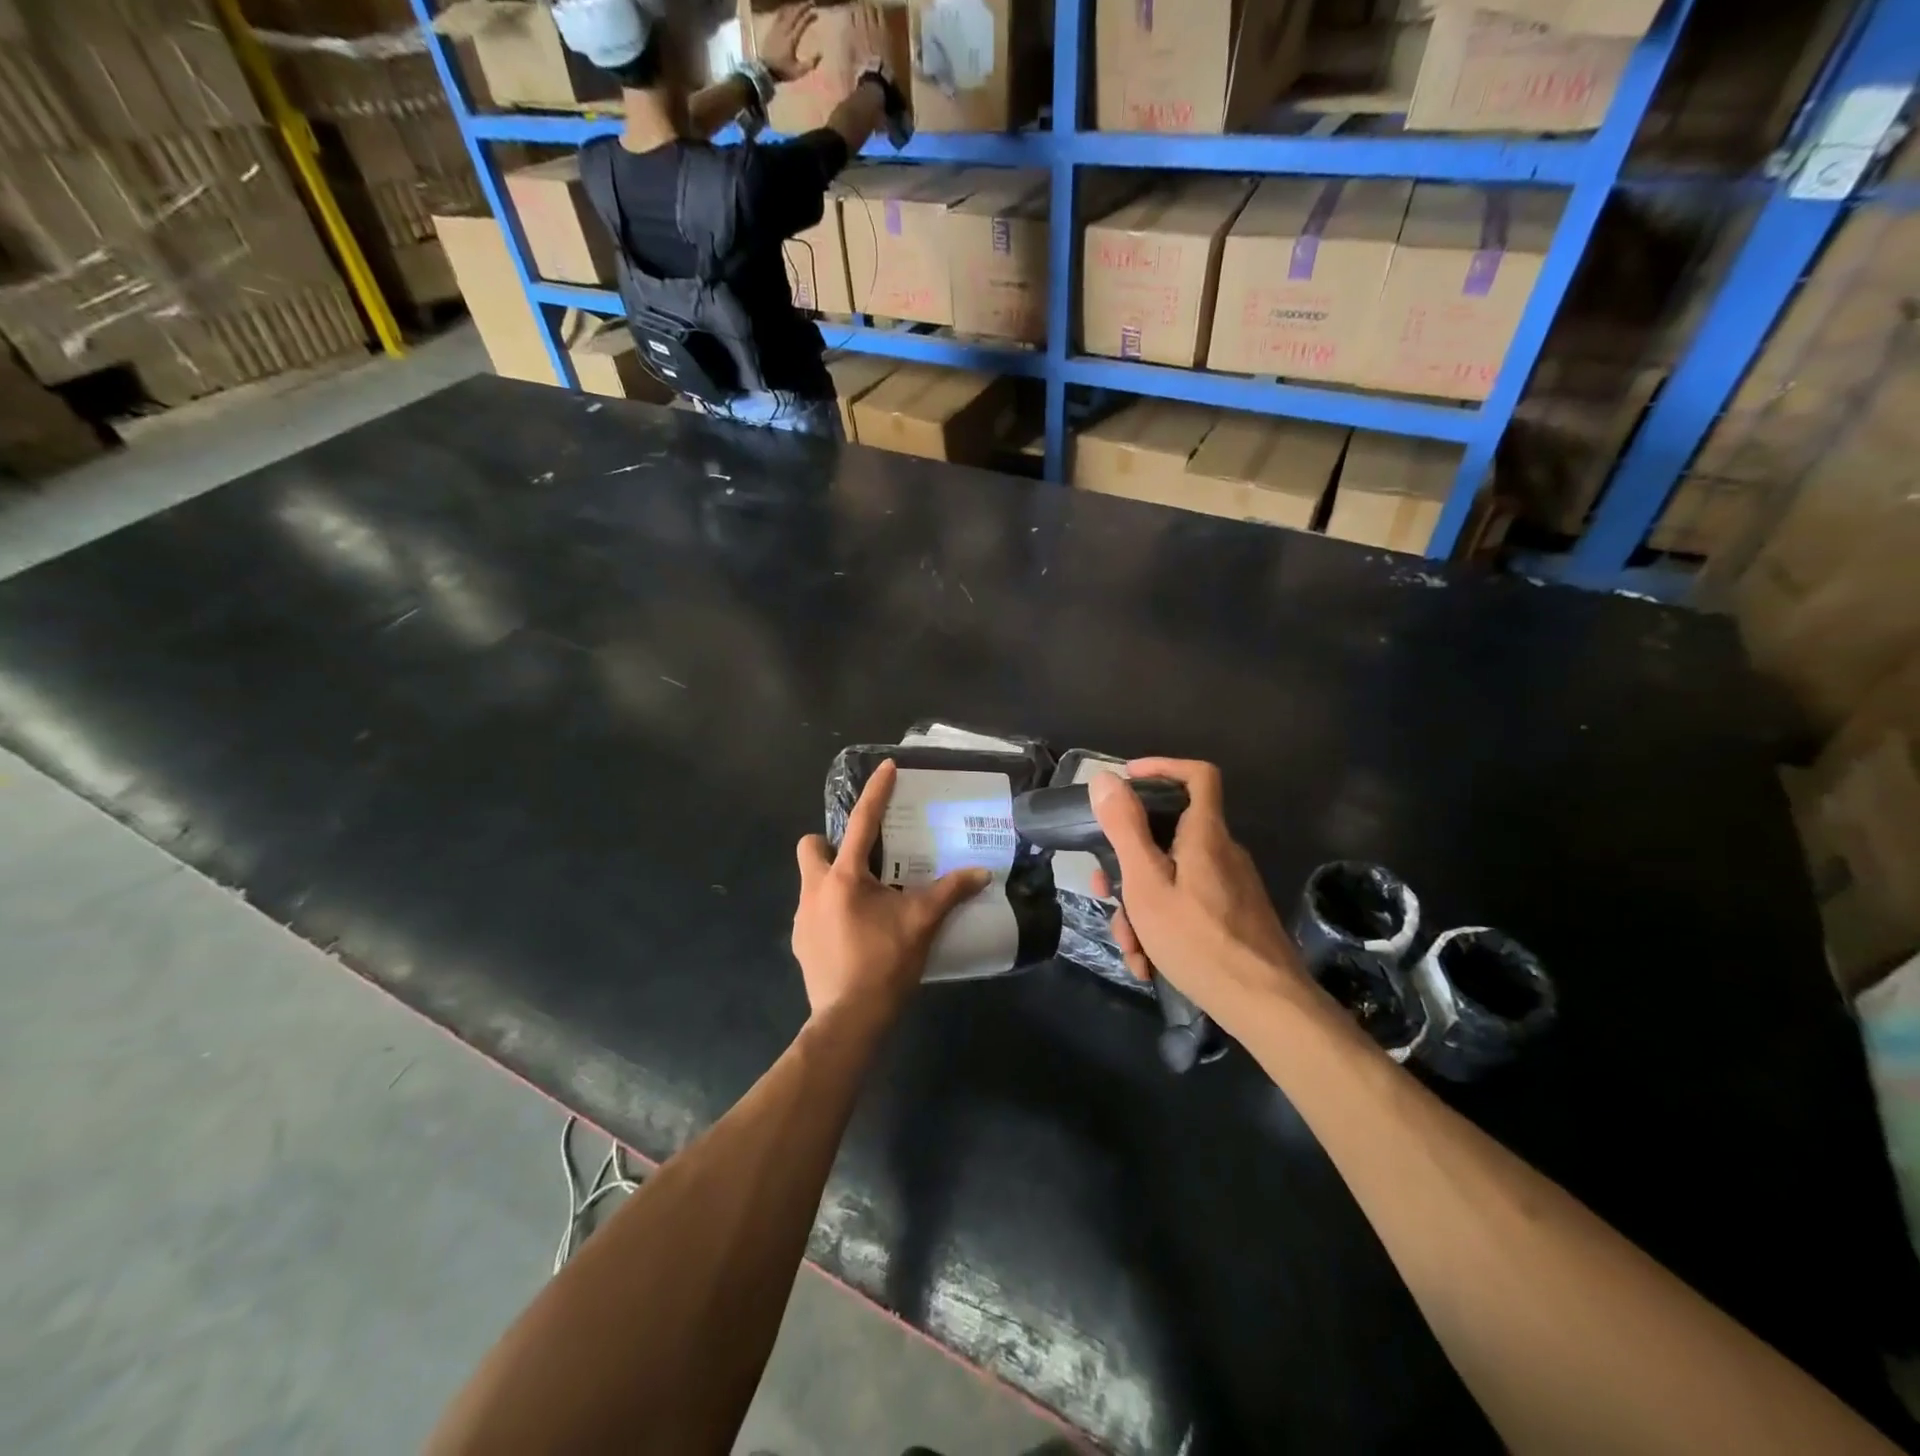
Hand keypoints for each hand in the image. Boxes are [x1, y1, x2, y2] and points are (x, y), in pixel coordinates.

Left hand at [757, 1, 819, 82]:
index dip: (809, 17)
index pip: (802, 23)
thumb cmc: (783, 71)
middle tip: (811, 3)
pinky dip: (786, 9)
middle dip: (804, 6)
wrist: (765, 69)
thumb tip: (820, 53)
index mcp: (792, 39)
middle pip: (795, 13)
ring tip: (801, 5)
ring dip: (795, 6)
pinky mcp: (772, 28)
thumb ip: (810, 63)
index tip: (816, 13)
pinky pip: (780, 13)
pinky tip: (789, 8)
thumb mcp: (799, 72)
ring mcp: (777, 27)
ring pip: (787, 11)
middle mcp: (785, 29)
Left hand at [793, 759, 988, 1021]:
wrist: (849, 1020)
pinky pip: (812, 911)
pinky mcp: (800, 942)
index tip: (887, 768)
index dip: (876, 793)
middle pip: (811, 846)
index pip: (861, 823)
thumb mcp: (922, 923)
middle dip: (831, 843)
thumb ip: (950, 893)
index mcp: (845, 878)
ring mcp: (802, 917)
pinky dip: (831, 911)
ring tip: (867, 899)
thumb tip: (982, 873)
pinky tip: (855, 931)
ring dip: (834, 880)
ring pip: (811, 881)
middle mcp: (815, 890)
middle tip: (864, 858)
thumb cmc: (884, 963)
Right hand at [1089, 760, 1307, 1025]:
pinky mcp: (1234, 917)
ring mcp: (1230, 887)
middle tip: (1103, 891)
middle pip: (1168, 836)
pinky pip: (1188, 905)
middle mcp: (1222, 853)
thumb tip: (1106, 779)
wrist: (1267, 1007)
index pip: (1198, 775)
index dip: (1162, 767)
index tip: (1126, 781)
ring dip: (1140, 908)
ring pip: (1172, 879)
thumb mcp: (1147, 884)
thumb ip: (1125, 829)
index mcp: (1205, 835)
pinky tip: (1150, 963)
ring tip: (1130, 948)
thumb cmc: (1199, 940)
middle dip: (1128, 864)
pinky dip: (1163, 926)